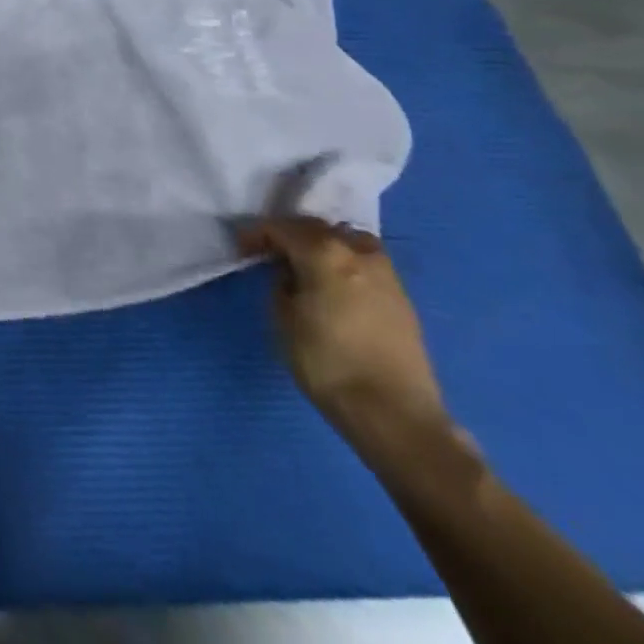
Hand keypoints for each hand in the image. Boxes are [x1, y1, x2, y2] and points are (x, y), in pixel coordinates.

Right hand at [237, 216, 451, 460]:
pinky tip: (332, 281)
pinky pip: (365, 262)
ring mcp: (386, 275)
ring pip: (347, 240)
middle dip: (289, 234)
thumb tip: (290, 274)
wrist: (396, 415)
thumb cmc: (327, 362)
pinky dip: (344, 261)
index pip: (281, 227)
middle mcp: (358, 253)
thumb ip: (281, 282)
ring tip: (304, 263)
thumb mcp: (283, 317)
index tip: (241, 248)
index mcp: (324, 253)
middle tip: (268, 252)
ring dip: (322, 244)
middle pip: (316, 227)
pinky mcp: (402, 299)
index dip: (256, 234)